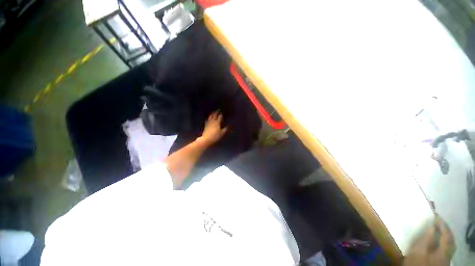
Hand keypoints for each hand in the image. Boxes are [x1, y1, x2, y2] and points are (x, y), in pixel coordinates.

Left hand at [200, 111, 227, 144]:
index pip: (220, 116)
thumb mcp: (222, 133)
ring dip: (212, 114)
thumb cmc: (215, 136)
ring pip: (210, 116)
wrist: (206, 139)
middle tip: (218, 109)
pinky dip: (208, 118)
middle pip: (215, 115)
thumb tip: (230, 125)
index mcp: (217, 122)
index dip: (221, 114)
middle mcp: (213, 121)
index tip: (223, 111)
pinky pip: (207, 120)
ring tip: (213, 112)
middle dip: (217, 112)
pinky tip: (208, 118)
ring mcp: (209, 123)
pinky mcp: (206, 125)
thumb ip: (226, 128)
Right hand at [404, 217, 454, 265]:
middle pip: (451, 239)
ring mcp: (446, 258)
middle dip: (445, 229)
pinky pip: (447, 248)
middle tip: (438, 220)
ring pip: (450, 244)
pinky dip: (444, 241)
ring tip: (438, 228)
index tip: (435, 214)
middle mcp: (448, 253)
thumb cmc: (417, 262)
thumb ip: (425, 239)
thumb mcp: (418, 251)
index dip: (442, 223)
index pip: (446, 234)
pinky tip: (438, 241)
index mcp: (444, 250)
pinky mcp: (442, 261)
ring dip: (446, 234)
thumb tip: (431, 225)